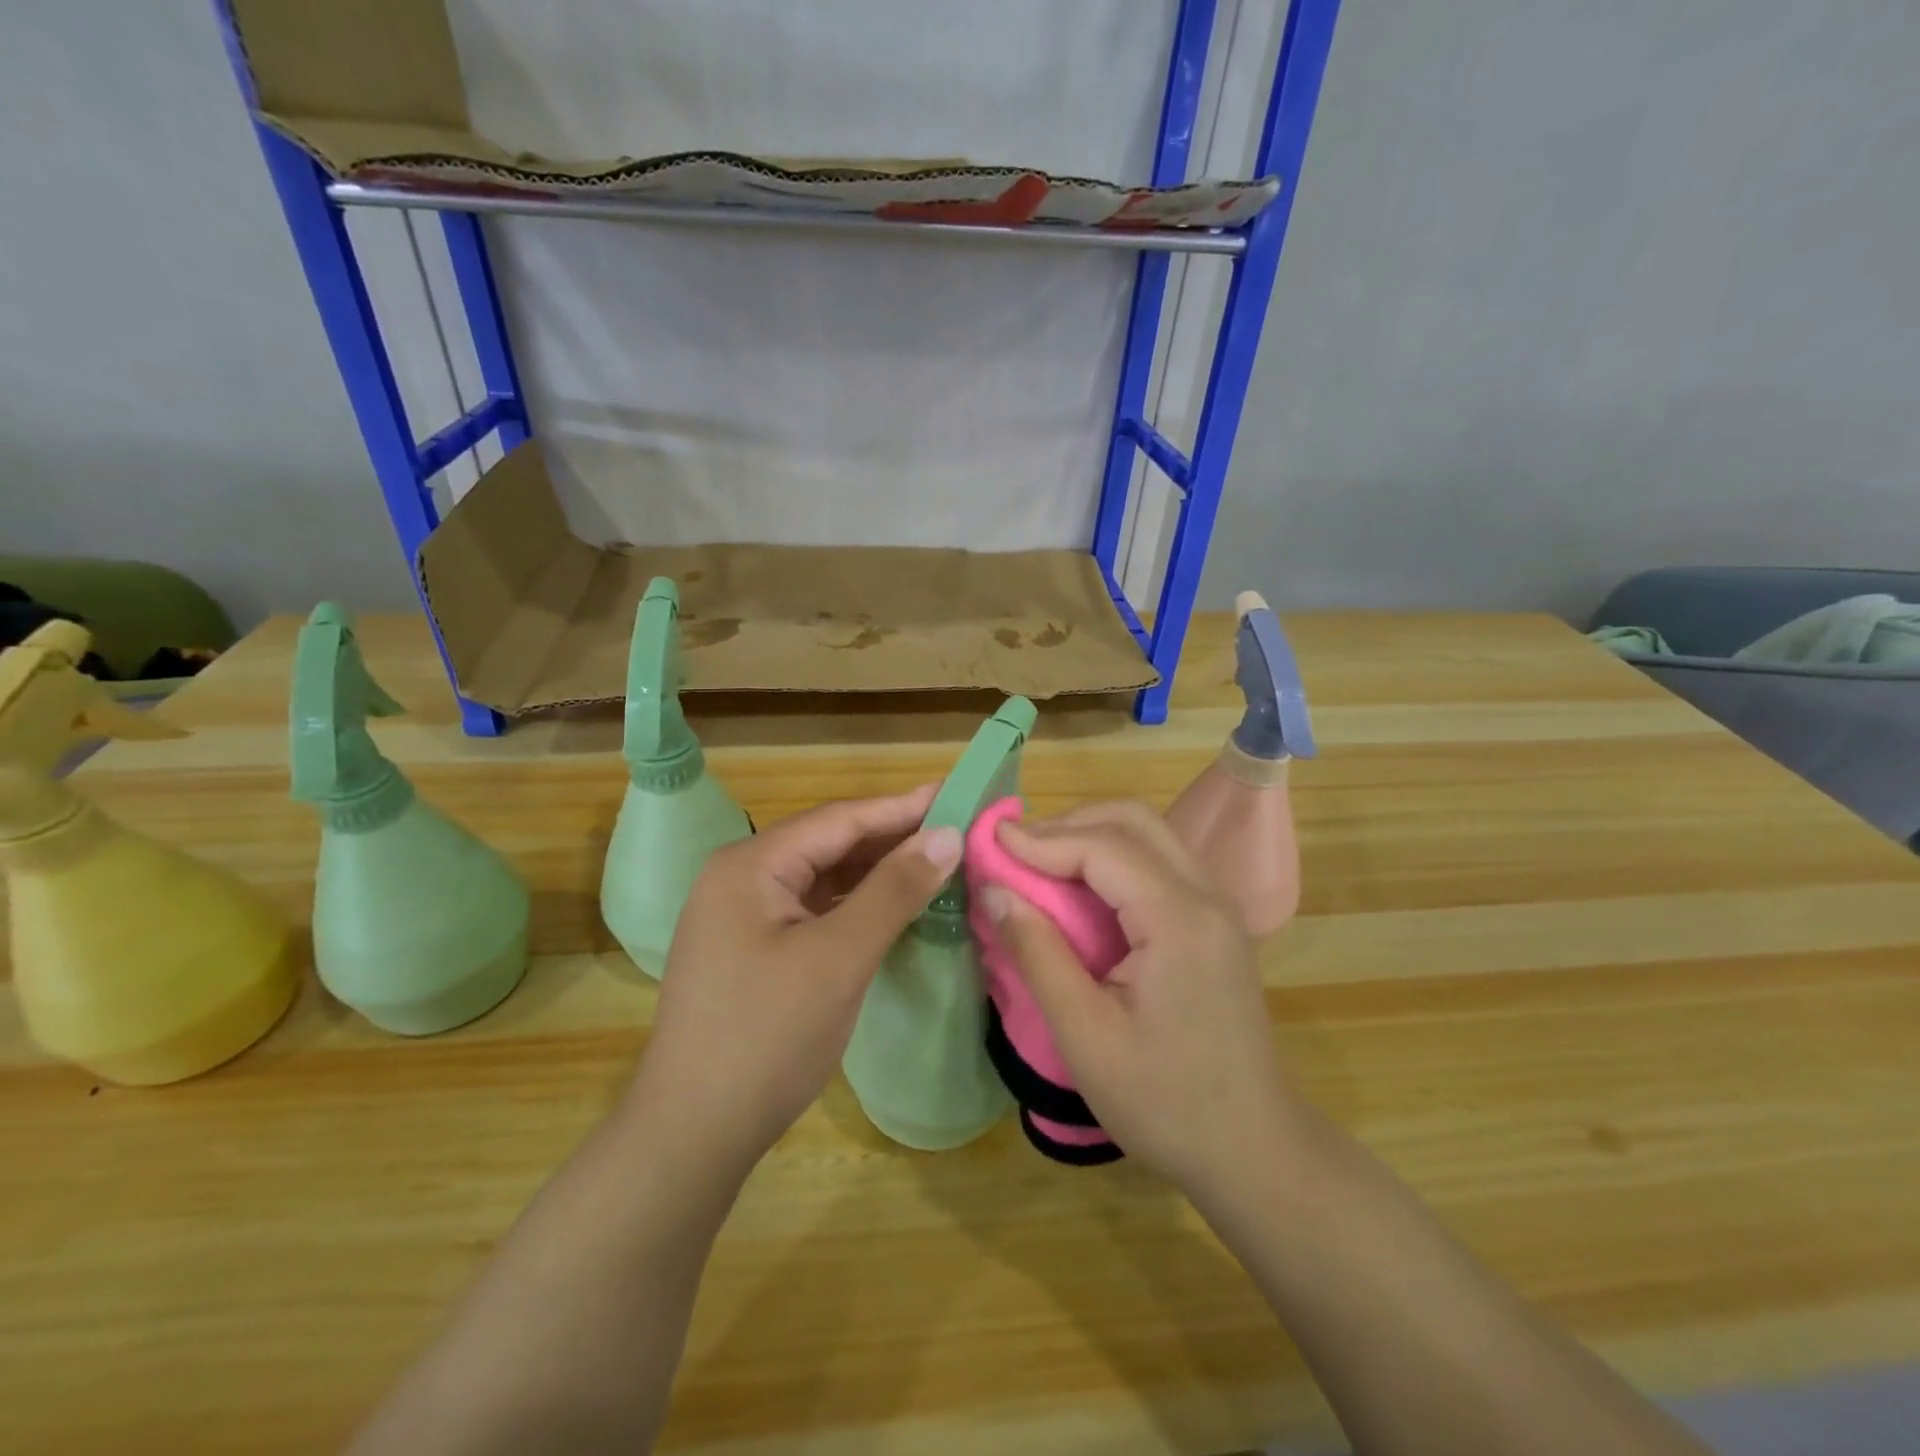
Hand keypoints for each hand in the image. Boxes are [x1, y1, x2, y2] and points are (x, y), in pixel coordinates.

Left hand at [628, 785, 961, 1175]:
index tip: (958, 795)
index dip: (902, 808)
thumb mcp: (840, 957)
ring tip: (936, 864)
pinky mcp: (752, 950)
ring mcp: (743, 916)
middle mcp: (741, 877)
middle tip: (956, 832)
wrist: (693, 1134)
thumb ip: (895, 890)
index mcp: (751, 865)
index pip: (840, 819)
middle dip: (892, 840)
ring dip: (876, 873)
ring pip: (823, 879)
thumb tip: (947, 834)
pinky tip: (893, 909)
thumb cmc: (768, 1036)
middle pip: (830, 844)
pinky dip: (856, 906)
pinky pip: (813, 910)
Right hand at [984, 801, 1298, 1195]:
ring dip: (1091, 836)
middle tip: (1015, 850)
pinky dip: (1113, 859)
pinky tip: (1080, 888)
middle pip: (1134, 822)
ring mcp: (1217, 908)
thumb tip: (993, 891)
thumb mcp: (1086, 1036)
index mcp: (1180, 920)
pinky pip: (1159, 864)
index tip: (990, 843)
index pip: (1105, 847)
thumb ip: (1038, 954)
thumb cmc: (1166, 1103)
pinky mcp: (1214, 924)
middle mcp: (1206, 897)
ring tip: (1038, 862)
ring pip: (1150, 836)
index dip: (1043, 839)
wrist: (1253, 1150)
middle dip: (1069, 825)